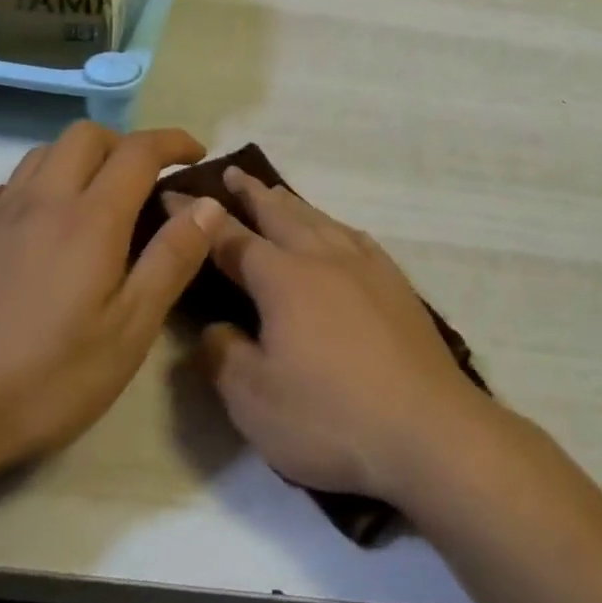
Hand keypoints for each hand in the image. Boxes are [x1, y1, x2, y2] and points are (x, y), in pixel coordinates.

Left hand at [0, 122, 224, 485]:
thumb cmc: (44, 379)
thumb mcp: (128, 331)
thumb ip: (171, 261)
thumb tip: (207, 204)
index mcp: (89, 219)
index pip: (138, 151)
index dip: (173, 142)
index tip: (197, 155)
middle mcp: (42, 202)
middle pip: (85, 136)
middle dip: (126, 142)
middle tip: (149, 179)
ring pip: (43, 153)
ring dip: (82, 157)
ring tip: (101, 197)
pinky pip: (10, 186)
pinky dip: (41, 183)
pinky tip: (45, 224)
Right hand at [189, 170, 493, 504]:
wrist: (427, 429)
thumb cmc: (331, 417)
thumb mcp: (254, 400)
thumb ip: (222, 356)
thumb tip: (214, 327)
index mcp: (283, 278)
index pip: (229, 238)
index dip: (198, 218)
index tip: (174, 196)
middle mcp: (324, 258)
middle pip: (280, 214)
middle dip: (251, 193)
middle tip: (231, 173)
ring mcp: (366, 267)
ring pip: (320, 220)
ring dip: (292, 204)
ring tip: (276, 193)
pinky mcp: (396, 284)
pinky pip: (355, 237)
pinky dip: (333, 225)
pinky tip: (336, 231)